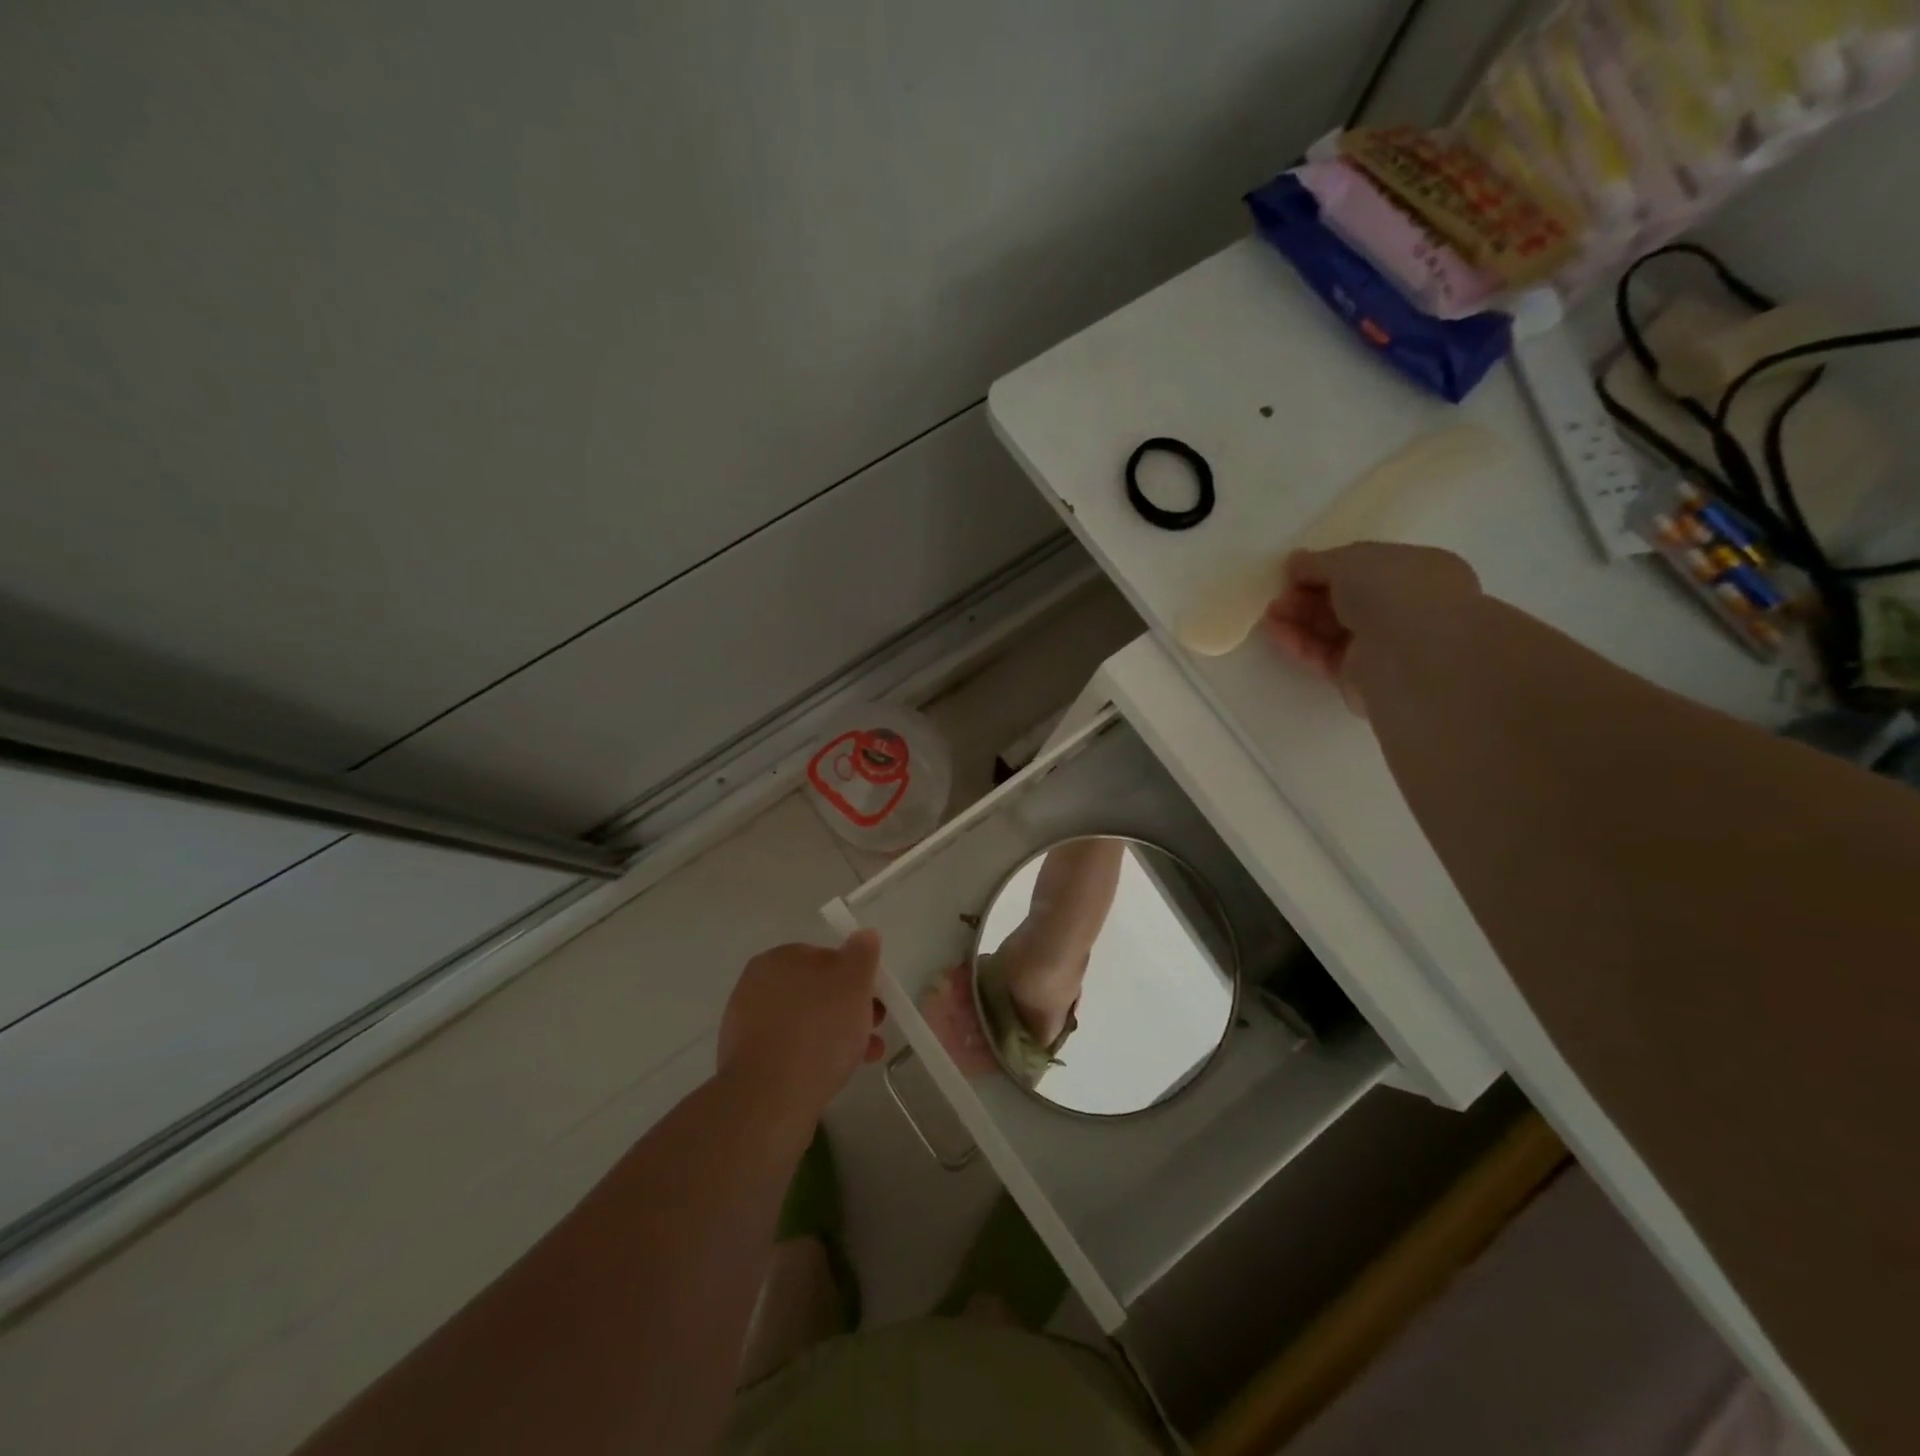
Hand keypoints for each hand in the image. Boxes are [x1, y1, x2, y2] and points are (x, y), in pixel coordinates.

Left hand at [718, 931, 886, 1120]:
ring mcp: (746, 1026)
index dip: (855, 976)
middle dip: (849, 1008)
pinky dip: (813, 1056)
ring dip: (837, 1035)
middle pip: (816, 991)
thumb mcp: (853, 982)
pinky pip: (790, 1050)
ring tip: (865, 1058)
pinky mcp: (746, 1062)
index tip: (875, 999)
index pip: (824, 957)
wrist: (769, 1099)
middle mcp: (755, 986)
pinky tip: (833, 1074)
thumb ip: (862, 954)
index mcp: (777, 959)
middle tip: (874, 1029)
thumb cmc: (817, 1029)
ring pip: (806, 1023)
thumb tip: (864, 935)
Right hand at [1263, 543, 1478, 713]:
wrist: (1412, 657)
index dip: (1326, 567)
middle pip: (1343, 600)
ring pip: (1331, 629)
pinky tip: (1276, 633)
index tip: (1293, 570)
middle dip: (1307, 596)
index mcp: (1416, 571)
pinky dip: (1300, 644)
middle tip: (1278, 595)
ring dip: (1298, 619)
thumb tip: (1295, 562)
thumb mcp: (1350, 560)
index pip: (1365, 567)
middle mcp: (1403, 608)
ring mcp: (1382, 645)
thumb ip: (1318, 561)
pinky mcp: (1360, 677)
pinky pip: (1324, 656)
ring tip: (1270, 614)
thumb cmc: (1394, 592)